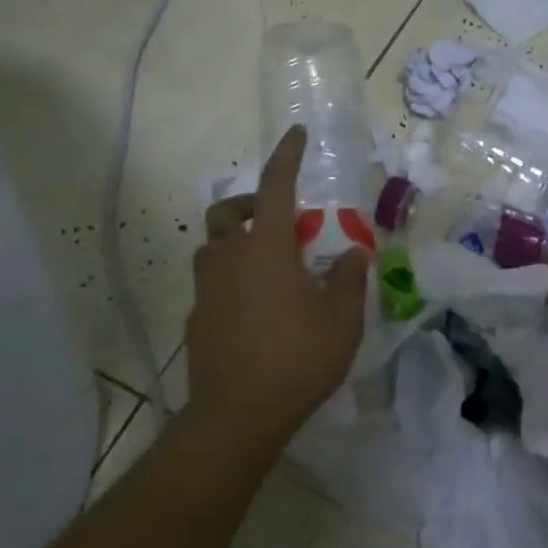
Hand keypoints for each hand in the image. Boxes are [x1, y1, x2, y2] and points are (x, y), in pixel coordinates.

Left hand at [182, 126, 368, 456]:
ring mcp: (206, 288)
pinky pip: (210, 282)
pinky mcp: (195, 317)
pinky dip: (229, 278)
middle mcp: (229, 258)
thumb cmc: (297, 359)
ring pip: (211, 246)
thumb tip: (353, 252)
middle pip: (226, 212)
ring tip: (265, 264)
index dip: (286, 156)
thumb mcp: (341, 320)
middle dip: (249, 203)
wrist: (237, 414)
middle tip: (275, 219)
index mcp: (266, 248)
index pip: (275, 186)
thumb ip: (348, 278)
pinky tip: (252, 308)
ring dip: (234, 240)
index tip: (296, 133)